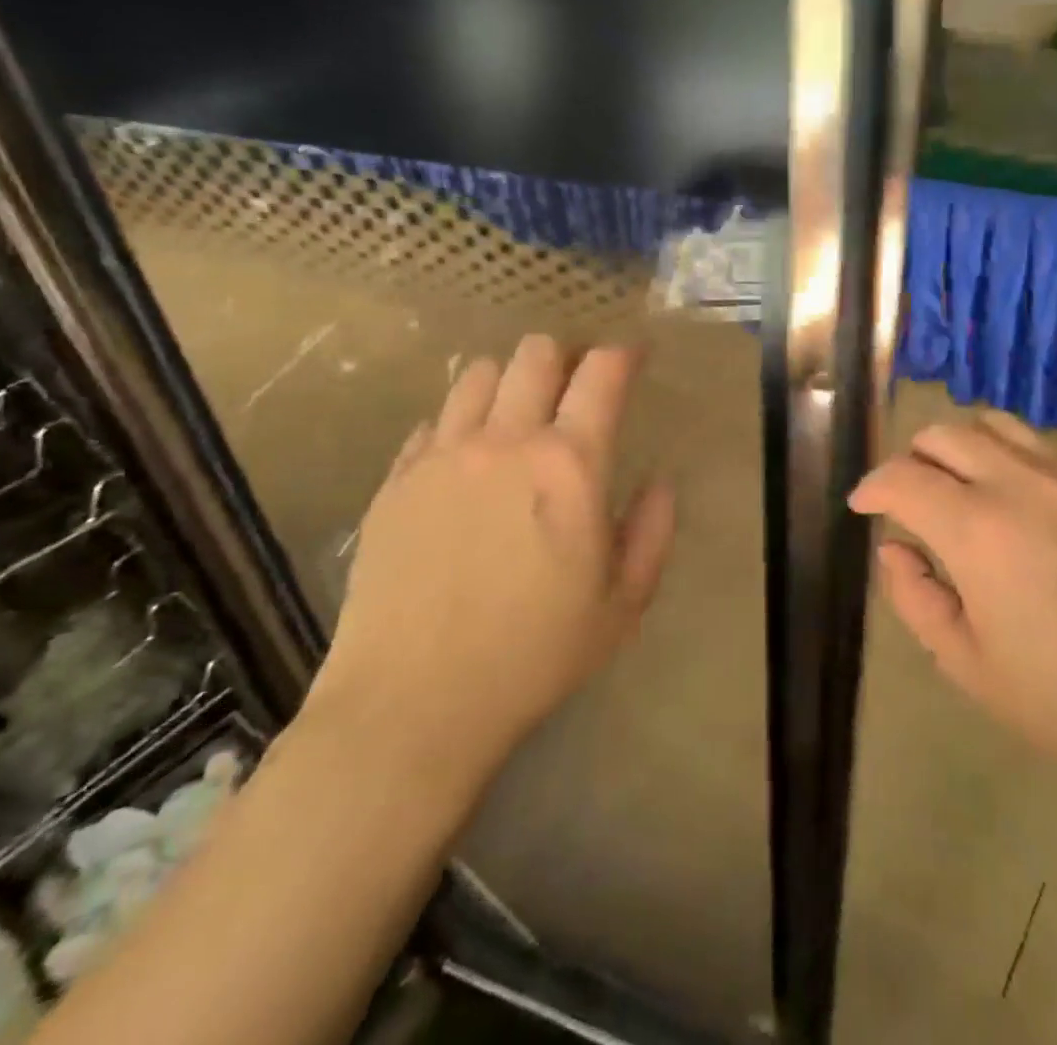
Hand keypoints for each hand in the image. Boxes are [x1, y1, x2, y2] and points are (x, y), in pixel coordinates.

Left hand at [305, 336, 674, 800]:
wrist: (413, 703)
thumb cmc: (534, 655)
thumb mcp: (622, 604)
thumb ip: (652, 531)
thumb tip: (659, 481)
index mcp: (570, 465)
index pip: (603, 373)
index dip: (624, 353)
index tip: (634, 358)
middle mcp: (506, 441)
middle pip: (537, 354)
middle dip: (565, 357)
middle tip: (575, 387)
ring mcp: (443, 455)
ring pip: (478, 375)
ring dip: (510, 381)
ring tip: (518, 416)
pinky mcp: (397, 480)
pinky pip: (432, 422)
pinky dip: (459, 424)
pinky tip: (467, 461)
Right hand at [849, 412, 1056, 798]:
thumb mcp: (971, 667)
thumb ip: (916, 598)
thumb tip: (894, 548)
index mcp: (977, 529)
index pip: (902, 478)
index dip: (871, 487)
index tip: (862, 506)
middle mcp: (1020, 482)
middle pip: (944, 434)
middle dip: (912, 460)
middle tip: (910, 500)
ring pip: (996, 424)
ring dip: (962, 446)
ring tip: (962, 488)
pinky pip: (1043, 447)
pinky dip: (1011, 458)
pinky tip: (1024, 505)